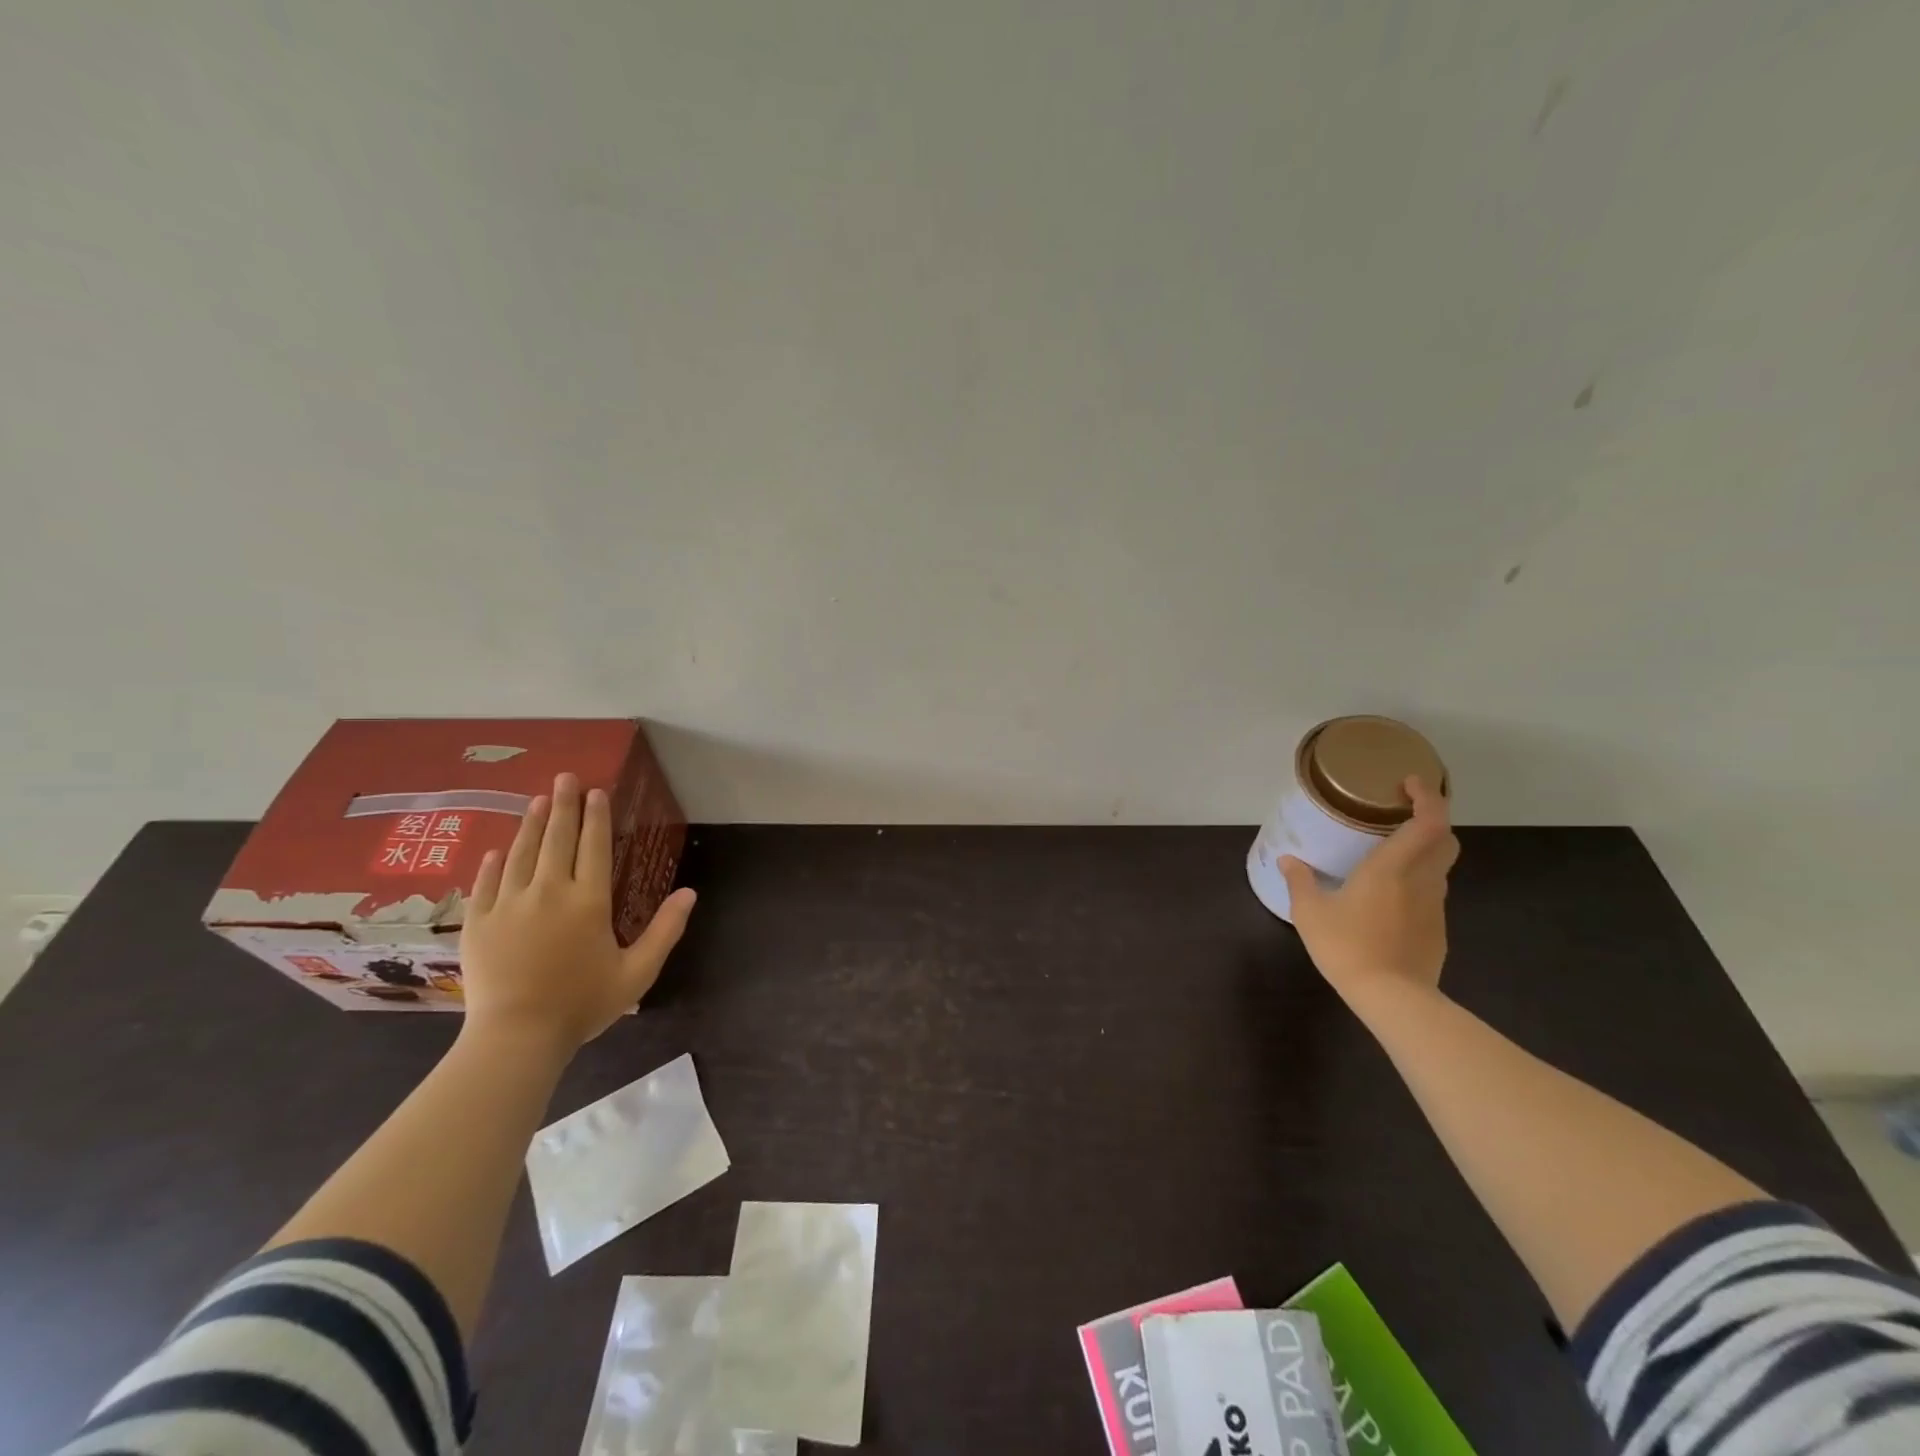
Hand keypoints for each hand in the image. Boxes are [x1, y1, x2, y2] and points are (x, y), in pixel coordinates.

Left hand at [459, 772, 695, 1052]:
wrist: (516, 1037)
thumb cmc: (583, 1004)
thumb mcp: (638, 971)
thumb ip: (666, 930)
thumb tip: (689, 893)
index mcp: (589, 901)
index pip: (594, 847)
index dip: (596, 817)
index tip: (596, 791)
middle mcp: (549, 892)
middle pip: (556, 839)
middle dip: (562, 806)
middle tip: (564, 778)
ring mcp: (509, 905)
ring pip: (521, 854)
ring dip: (530, 824)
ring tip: (536, 800)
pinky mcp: (480, 922)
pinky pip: (486, 883)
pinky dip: (493, 863)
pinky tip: (497, 849)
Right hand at [1279, 775, 1458, 998]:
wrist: (1393, 998)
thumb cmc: (1348, 946)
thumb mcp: (1310, 913)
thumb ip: (1300, 882)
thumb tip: (1288, 860)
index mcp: (1392, 868)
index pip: (1429, 821)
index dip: (1428, 797)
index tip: (1410, 783)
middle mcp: (1421, 880)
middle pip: (1445, 840)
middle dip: (1431, 820)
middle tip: (1402, 814)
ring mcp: (1434, 906)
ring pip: (1440, 867)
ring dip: (1424, 852)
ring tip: (1391, 854)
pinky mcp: (1437, 929)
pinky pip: (1431, 894)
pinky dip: (1417, 883)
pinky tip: (1389, 898)